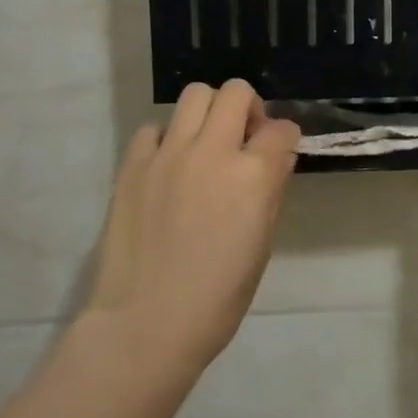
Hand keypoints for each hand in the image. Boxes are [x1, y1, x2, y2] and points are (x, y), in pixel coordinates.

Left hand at [84, 80, 300, 375]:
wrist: (145, 325)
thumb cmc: (217, 298)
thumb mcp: (262, 245)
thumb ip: (270, 191)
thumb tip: (275, 160)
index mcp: (253, 176)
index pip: (281, 129)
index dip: (285, 138)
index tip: (280, 152)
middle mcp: (212, 152)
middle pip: (237, 92)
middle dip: (249, 108)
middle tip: (244, 138)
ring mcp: (168, 154)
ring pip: (195, 95)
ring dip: (209, 112)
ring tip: (206, 143)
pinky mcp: (133, 165)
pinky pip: (154, 128)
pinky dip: (168, 138)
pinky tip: (169, 166)